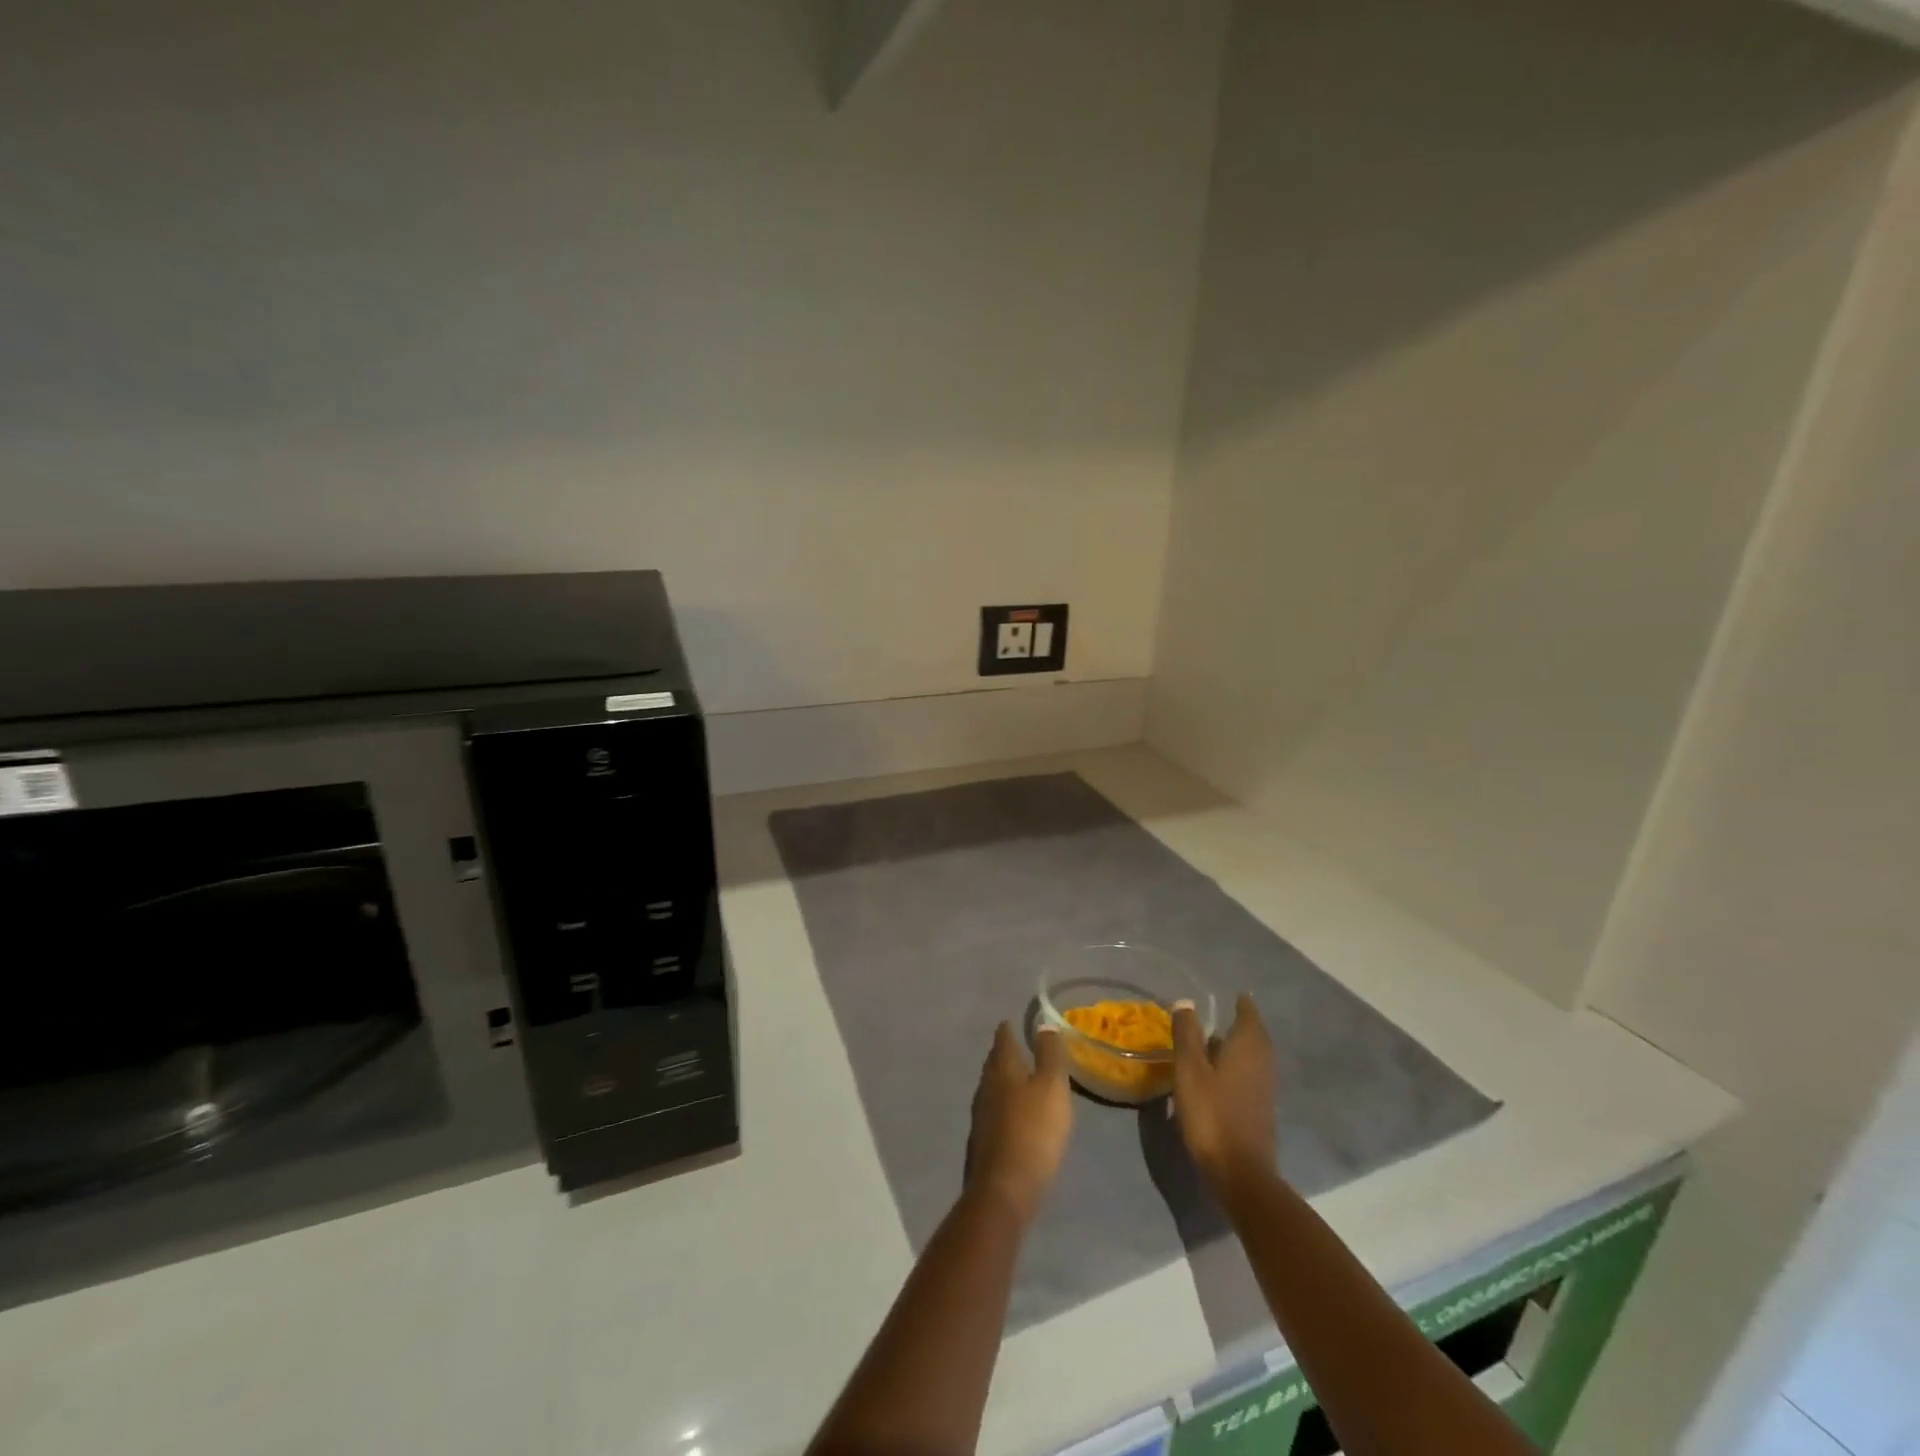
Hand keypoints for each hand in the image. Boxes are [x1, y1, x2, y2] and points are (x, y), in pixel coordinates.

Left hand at [965, 1022, 1073, 1223]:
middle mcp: (985, 1088)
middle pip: (994, 1063)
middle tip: (1016, 1046)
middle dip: (1004, 1053)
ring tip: (1018, 1079)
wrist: (1003, 1191)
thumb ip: (1050, 1055)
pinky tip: (1013, 1116)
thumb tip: (1044, 1024)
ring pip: (992, 1088)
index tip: (1012, 1022)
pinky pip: (993, 1113)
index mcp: (1002, 1070)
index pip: (1003, 1040)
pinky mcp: (982, 1143)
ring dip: (1003, 1080)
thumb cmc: (1033, 1132)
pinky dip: (1003, 1106)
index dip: (1008, 1030)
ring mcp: (980, 1117)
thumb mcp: (1052, 1088)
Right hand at [1172, 993, 1277, 1189]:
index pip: (1247, 1012)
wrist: (1240, 1173)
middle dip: (1237, 1022)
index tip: (1226, 995)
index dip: (1238, 1002)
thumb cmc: (1212, 1114)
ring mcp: (1265, 1086)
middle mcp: (1263, 1061)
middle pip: (1253, 1033)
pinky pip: (1249, 1074)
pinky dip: (1235, 1066)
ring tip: (1210, 1042)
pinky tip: (1216, 1075)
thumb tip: (1186, 1002)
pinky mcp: (1260, 1107)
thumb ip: (1187, 1034)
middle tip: (1215, 1015)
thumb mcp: (1189, 1070)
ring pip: (1251, 1055)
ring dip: (1234, 1046)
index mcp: (1248, 1046)